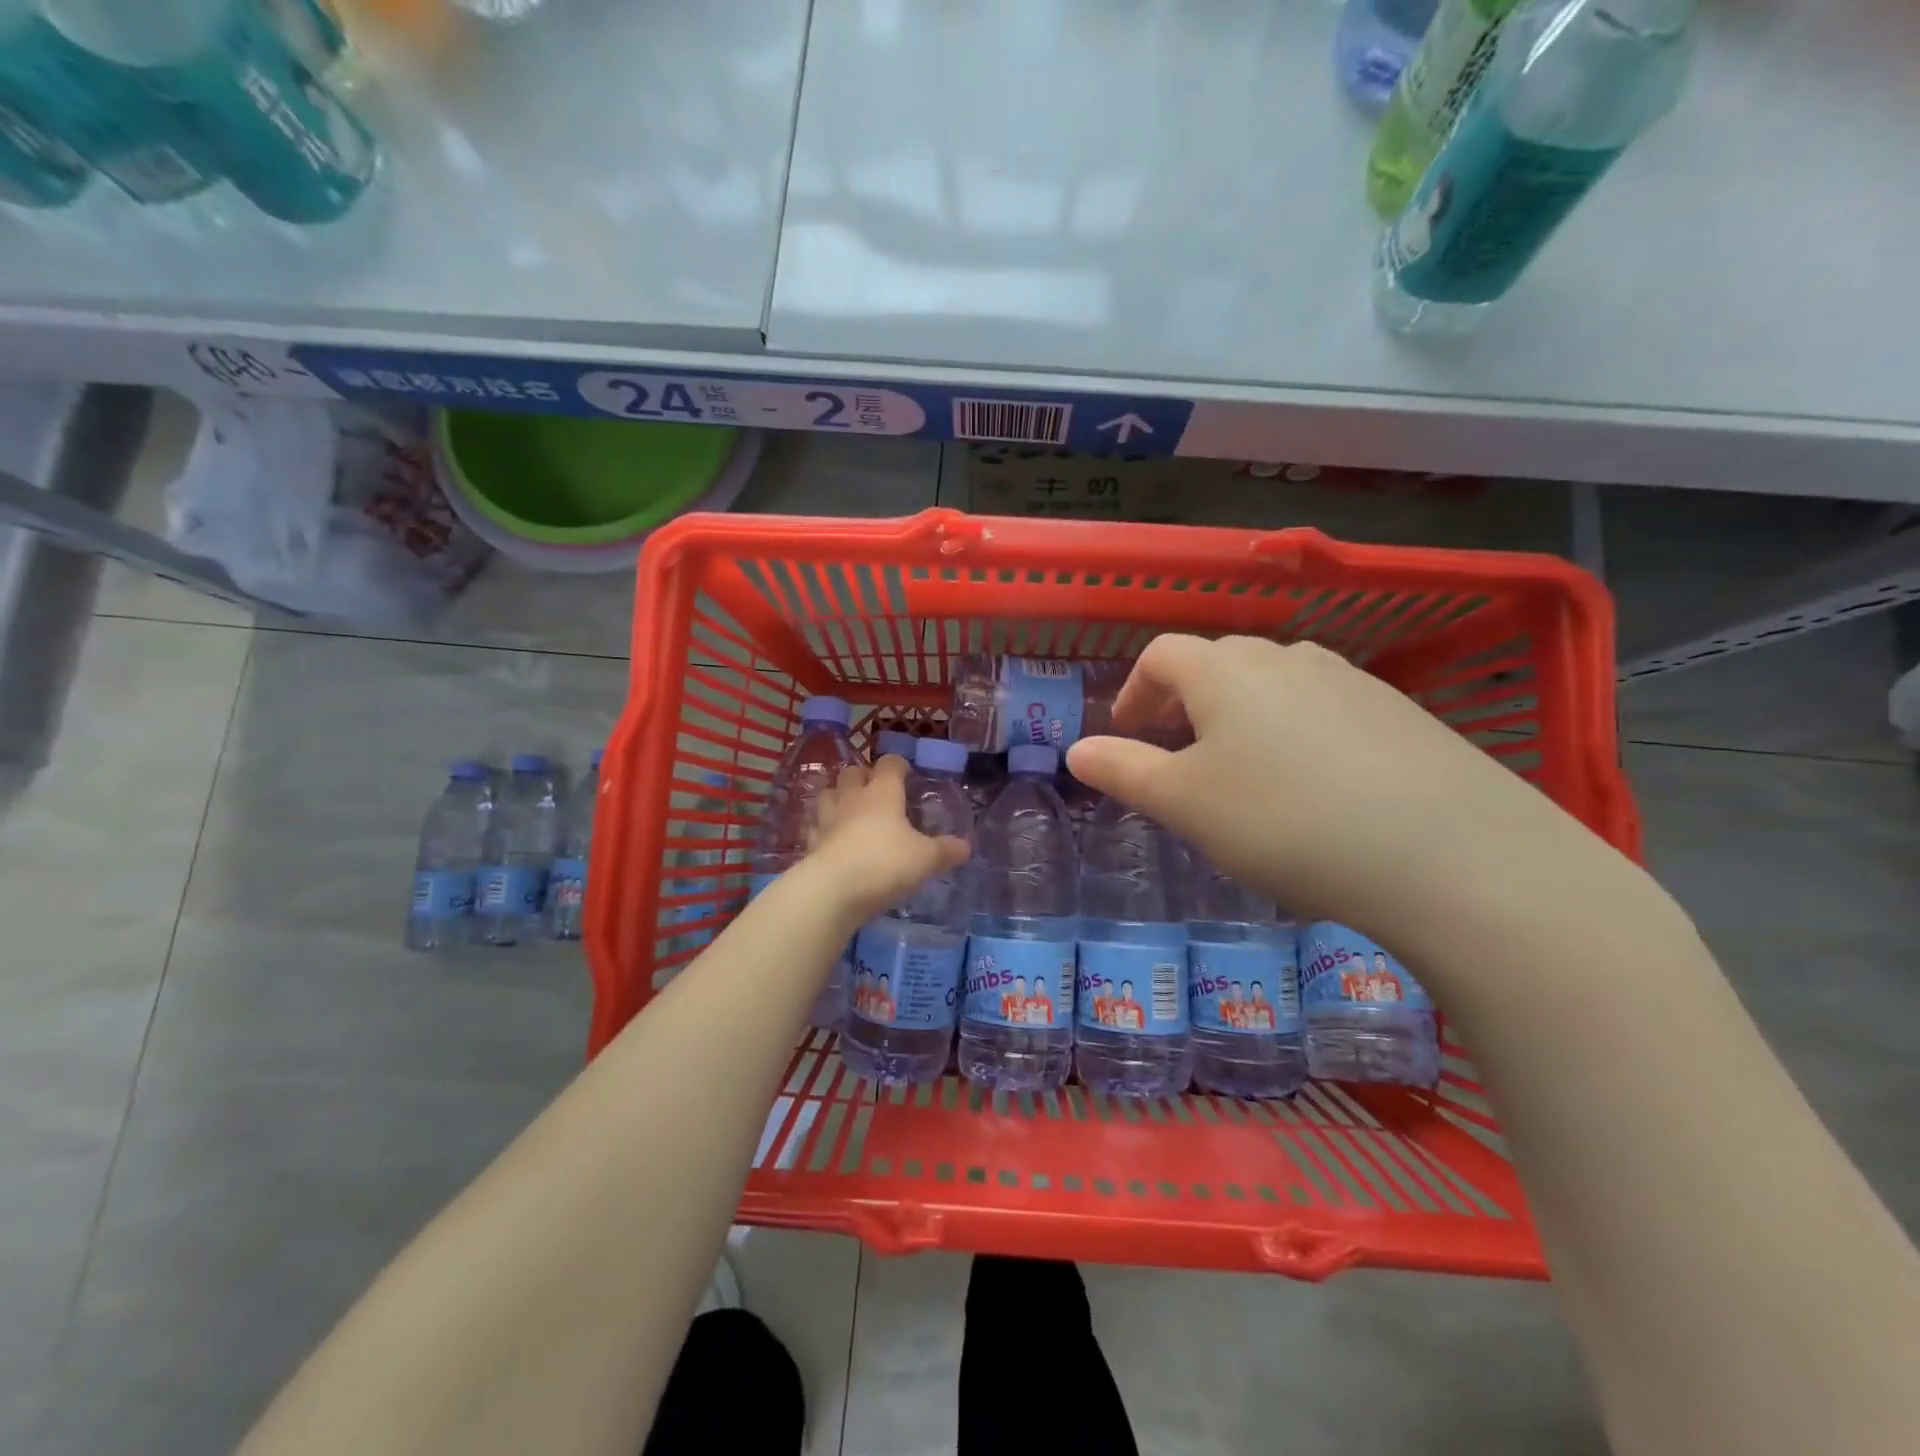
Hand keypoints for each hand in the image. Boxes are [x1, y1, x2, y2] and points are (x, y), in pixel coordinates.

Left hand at [806, 756, 970, 923]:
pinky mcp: (811, 843)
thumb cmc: (885, 863)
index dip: (899, 765)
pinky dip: (824, 828)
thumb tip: (966, 846)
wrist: (833, 890)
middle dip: (863, 776)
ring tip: (851, 809)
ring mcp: (827, 819)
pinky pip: (816, 826)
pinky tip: (832, 838)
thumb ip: (946, 851)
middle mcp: (853, 799)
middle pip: (852, 772)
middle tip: (877, 791)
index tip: (907, 774)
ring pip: (828, 794)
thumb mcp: (926, 859)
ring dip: (838, 796)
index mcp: (882, 793)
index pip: (889, 764)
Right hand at [1064, 635, 1591, 935]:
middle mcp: (1286, 657)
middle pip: (1218, 662)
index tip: (1126, 733)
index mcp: (1225, 670)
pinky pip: (1325, 707)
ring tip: (1243, 768)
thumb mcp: (1185, 803)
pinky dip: (1297, 731)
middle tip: (1178, 752)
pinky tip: (1315, 784)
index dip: (1134, 690)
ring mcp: (1350, 679)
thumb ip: (1124, 771)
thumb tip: (1077, 750)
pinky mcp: (1399, 712)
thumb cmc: (1284, 820)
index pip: (1162, 655)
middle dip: (1186, 701)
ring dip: (1242, 713)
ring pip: (1275, 683)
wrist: (1450, 852)